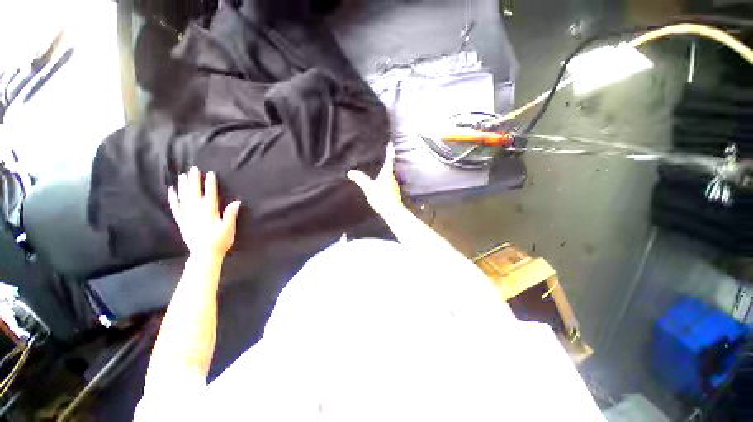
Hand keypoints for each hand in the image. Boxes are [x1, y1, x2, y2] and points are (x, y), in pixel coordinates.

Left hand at [168, 167, 241, 257]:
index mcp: (209, 212)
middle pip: (195, 193)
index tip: (210, 173)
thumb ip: (231, 214)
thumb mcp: (229, 228)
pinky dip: (173, 198)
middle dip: (194, 180)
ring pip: (184, 197)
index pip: (210, 194)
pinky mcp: (181, 221)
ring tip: (182, 175)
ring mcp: (187, 216)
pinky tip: (172, 190)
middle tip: (193, 169)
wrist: (204, 254)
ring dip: (183, 186)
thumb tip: (237, 201)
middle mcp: (196, 211)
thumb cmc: (220, 241)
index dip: (210, 184)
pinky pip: (175, 207)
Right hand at [347, 143, 402, 215]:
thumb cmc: (382, 198)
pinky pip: (389, 182)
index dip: (390, 151)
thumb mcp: (369, 188)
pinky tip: (381, 184)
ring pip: (390, 175)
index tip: (391, 143)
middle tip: (385, 154)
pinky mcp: (393, 192)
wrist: (393, 212)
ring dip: (386, 171)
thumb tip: (350, 172)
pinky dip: (385, 179)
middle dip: (388, 160)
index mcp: (387, 174)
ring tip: (380, 168)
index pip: (389, 159)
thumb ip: (360, 179)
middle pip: (390, 167)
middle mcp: (392, 178)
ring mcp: (394, 185)